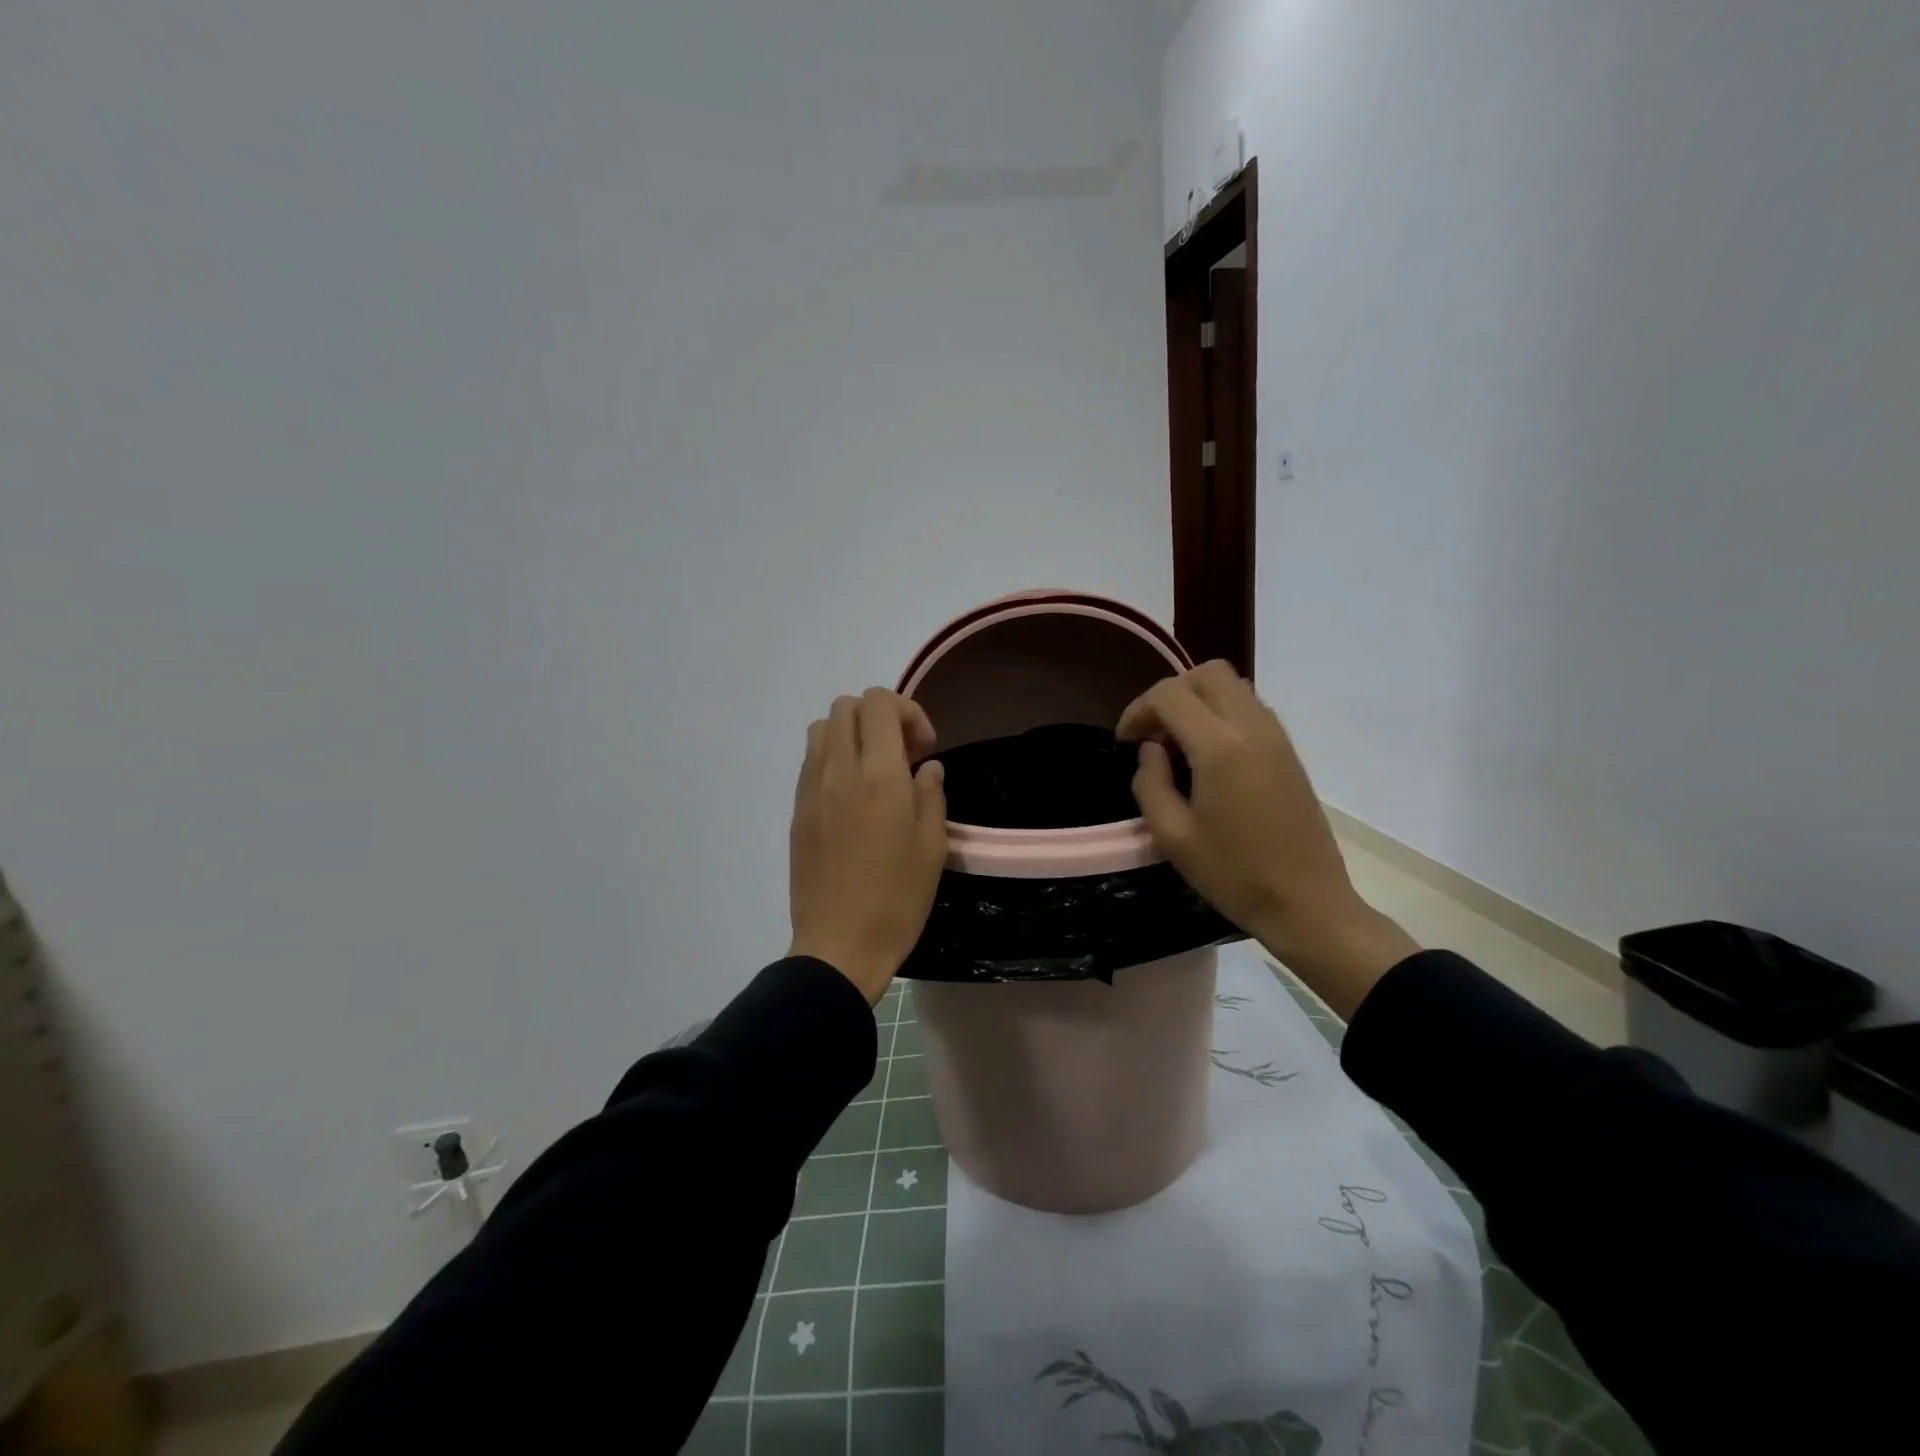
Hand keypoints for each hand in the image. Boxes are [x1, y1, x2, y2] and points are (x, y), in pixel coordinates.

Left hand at [788, 689, 948, 1002]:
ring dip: (851, 734)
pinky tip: (852, 796)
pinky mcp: (797, 811)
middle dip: (879, 716)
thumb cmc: (897, 899)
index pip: (878, 702)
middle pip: (846, 706)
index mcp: (879, 776)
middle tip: (902, 754)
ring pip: (822, 729)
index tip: (924, 747)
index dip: (907, 711)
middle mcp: (838, 771)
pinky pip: (811, 761)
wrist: (839, 945)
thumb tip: (926, 767)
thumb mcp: (932, 847)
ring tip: (874, 770)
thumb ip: (931, 794)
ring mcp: (811, 790)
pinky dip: (833, 758)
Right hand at [1117, 662, 1417, 1016]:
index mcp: (1219, 747)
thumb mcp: (1172, 836)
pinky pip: (1250, 708)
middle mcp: (1252, 728)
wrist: (1307, 903)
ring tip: (1179, 744)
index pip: (1170, 694)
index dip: (1138, 710)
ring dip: (1198, 701)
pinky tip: (1209, 757)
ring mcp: (1277, 737)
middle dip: (1171, 693)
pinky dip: (1222, 714)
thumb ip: (1150, 782)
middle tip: (1152, 732)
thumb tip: (1152, 750)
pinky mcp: (1289, 752)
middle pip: (1207, 674)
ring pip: (1233, 686)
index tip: (1124, 741)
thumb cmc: (1233, 874)